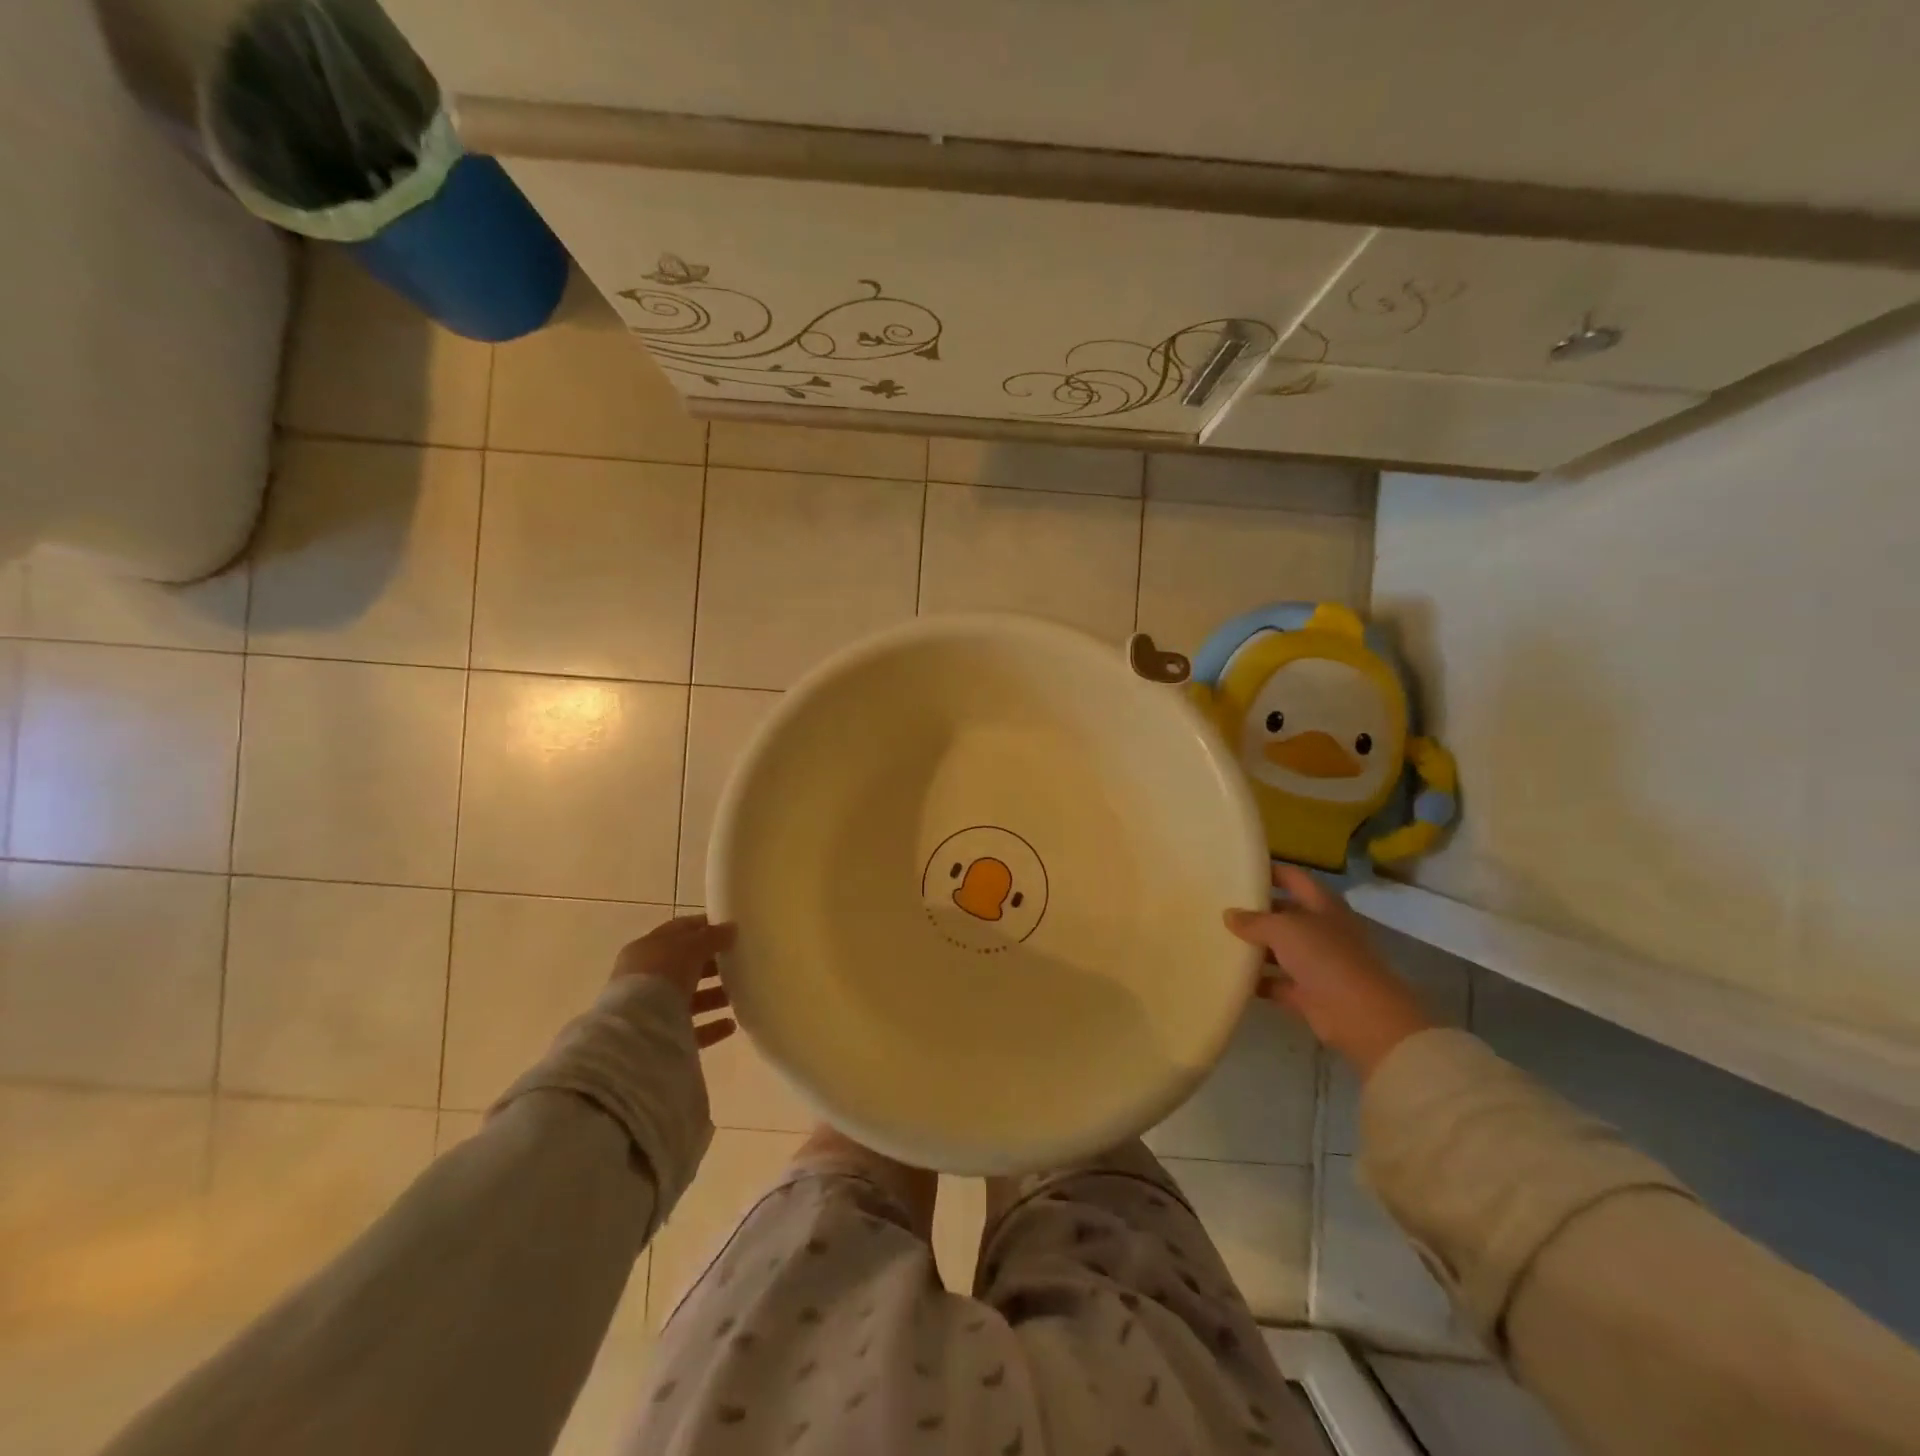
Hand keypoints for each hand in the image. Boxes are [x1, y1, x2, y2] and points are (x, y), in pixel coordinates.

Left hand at [612, 915, 738, 1049]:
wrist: (637, 1029)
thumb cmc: (661, 974)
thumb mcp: (690, 945)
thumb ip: (712, 936)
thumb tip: (730, 928)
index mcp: (646, 949)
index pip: (678, 932)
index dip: (703, 928)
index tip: (729, 930)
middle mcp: (645, 978)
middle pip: (684, 967)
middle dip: (711, 965)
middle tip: (739, 963)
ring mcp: (652, 1009)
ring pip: (689, 998)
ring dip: (714, 996)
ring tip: (739, 994)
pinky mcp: (662, 1037)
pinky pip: (692, 1029)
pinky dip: (712, 1026)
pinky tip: (731, 1024)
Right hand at [1224, 865, 1433, 1078]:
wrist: (1361, 1016)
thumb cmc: (1325, 957)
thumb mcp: (1284, 929)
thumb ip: (1254, 921)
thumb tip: (1229, 915)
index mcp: (1322, 905)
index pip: (1293, 878)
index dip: (1269, 871)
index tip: (1239, 870)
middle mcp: (1321, 930)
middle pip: (1284, 914)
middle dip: (1255, 911)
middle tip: (1220, 907)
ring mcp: (1316, 963)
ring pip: (1280, 949)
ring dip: (1254, 948)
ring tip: (1218, 940)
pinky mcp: (1308, 993)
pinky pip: (1277, 982)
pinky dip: (1258, 981)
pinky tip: (1231, 975)